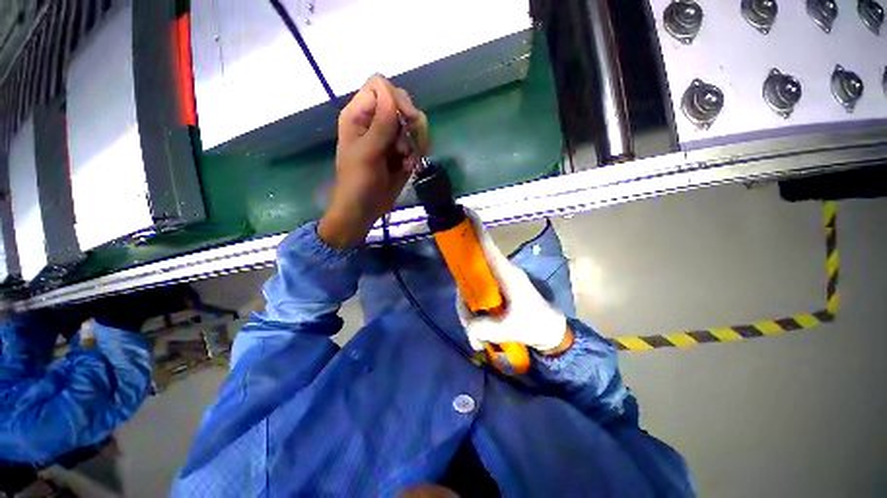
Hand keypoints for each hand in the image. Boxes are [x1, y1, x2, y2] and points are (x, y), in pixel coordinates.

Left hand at [318, 75, 428, 248]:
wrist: (364, 209)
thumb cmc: (358, 183)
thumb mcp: (368, 154)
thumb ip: (380, 124)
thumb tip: (390, 91)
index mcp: (359, 115)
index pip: (381, 87)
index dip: (397, 99)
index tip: (407, 121)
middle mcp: (375, 120)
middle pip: (402, 102)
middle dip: (411, 123)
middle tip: (409, 146)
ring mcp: (390, 136)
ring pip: (413, 123)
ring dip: (416, 141)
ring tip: (407, 160)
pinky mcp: (401, 151)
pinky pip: (417, 142)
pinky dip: (417, 154)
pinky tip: (409, 167)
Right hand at [456, 211, 570, 354]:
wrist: (550, 331)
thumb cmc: (535, 324)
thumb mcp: (510, 329)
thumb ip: (485, 328)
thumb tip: (468, 326)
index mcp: (506, 273)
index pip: (487, 246)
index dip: (475, 229)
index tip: (463, 212)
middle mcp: (499, 271)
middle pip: (470, 272)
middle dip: (464, 299)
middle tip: (469, 325)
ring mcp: (496, 280)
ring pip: (470, 285)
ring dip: (468, 311)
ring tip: (477, 338)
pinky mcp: (495, 289)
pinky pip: (475, 294)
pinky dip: (472, 311)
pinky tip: (478, 331)